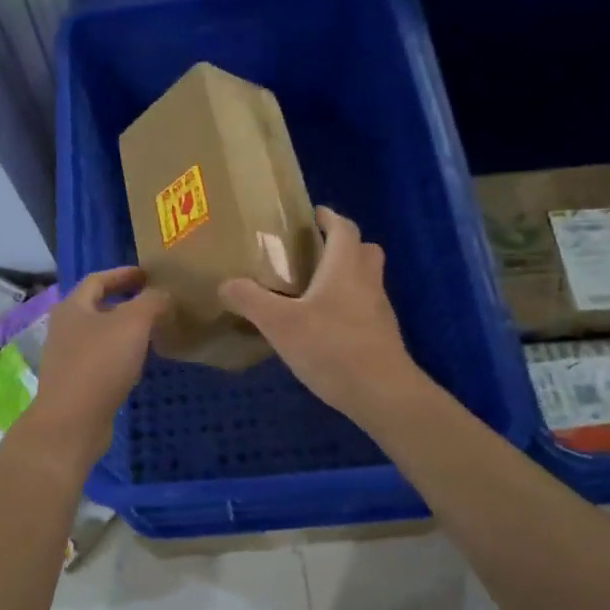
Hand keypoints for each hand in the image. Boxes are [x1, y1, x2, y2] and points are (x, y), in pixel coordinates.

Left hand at [21, 267, 167, 468]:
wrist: (71, 422)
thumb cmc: (99, 364)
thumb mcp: (132, 324)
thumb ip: (151, 302)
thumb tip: (163, 295)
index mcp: (73, 307)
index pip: (98, 279)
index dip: (123, 274)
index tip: (147, 275)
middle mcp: (65, 328)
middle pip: (97, 306)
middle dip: (125, 302)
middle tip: (154, 302)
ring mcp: (67, 357)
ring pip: (100, 334)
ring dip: (124, 330)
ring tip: (152, 331)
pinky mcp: (75, 383)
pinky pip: (101, 360)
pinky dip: (121, 355)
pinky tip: (138, 364)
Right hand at [219, 208, 425, 425]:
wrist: (383, 395)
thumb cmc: (331, 347)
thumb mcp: (279, 323)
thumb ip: (251, 300)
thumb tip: (226, 283)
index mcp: (345, 267)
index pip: (344, 228)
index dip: (330, 217)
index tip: (313, 215)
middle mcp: (367, 281)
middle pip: (363, 250)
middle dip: (341, 245)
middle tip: (313, 251)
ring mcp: (379, 310)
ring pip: (366, 280)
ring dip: (345, 276)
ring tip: (312, 289)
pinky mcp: (382, 337)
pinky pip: (365, 308)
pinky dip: (347, 306)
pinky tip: (323, 326)